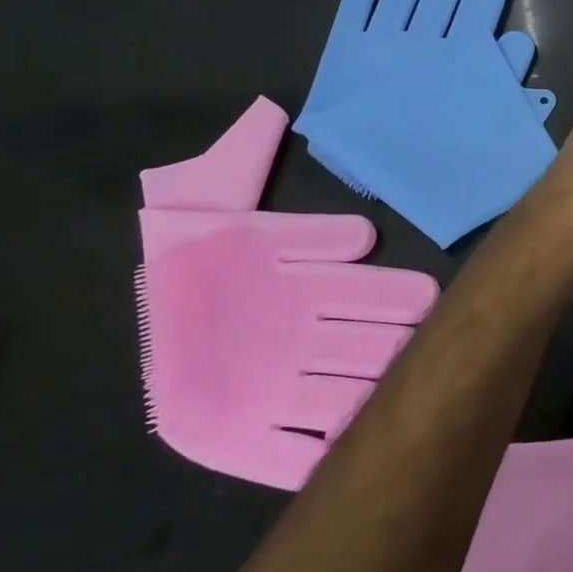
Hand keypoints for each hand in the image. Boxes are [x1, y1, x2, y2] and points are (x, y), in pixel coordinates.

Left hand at [138, 98, 439, 489]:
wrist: (145, 305)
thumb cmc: (195, 246)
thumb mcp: (210, 192)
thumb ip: (242, 157)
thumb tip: (269, 113)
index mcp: (305, 284)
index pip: (367, 292)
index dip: (394, 296)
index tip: (427, 300)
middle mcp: (302, 336)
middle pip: (364, 348)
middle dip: (395, 351)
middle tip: (427, 358)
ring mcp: (275, 389)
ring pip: (340, 398)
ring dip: (368, 402)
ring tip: (395, 411)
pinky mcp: (239, 439)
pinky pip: (287, 454)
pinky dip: (315, 455)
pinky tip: (342, 458)